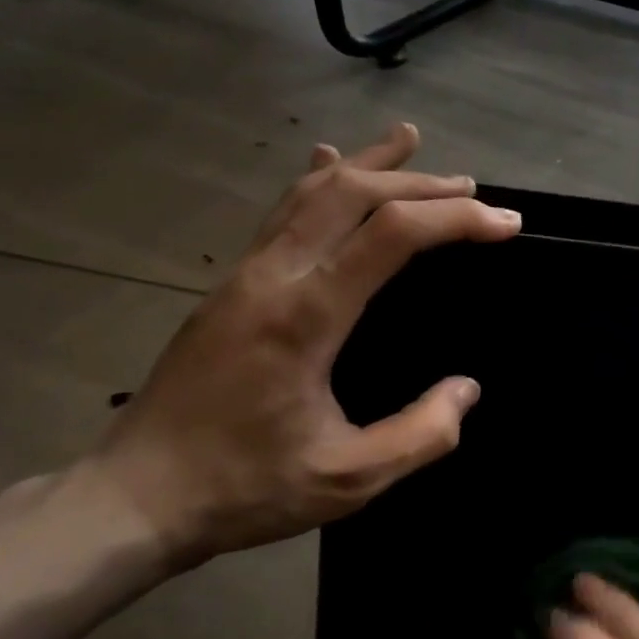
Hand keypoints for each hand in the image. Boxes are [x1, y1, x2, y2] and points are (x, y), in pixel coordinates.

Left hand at [81, 123, 519, 569]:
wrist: (133, 499)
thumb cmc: (244, 487)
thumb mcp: (348, 480)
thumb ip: (420, 435)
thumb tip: (467, 389)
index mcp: (306, 315)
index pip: (392, 234)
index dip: (457, 220)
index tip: (505, 225)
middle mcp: (274, 276)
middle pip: (354, 195)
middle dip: (423, 184)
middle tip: (473, 192)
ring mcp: (246, 274)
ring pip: (313, 193)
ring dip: (371, 165)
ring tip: (411, 140)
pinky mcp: (232, 283)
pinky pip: (281, 212)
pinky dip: (317, 180)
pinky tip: (328, 160)